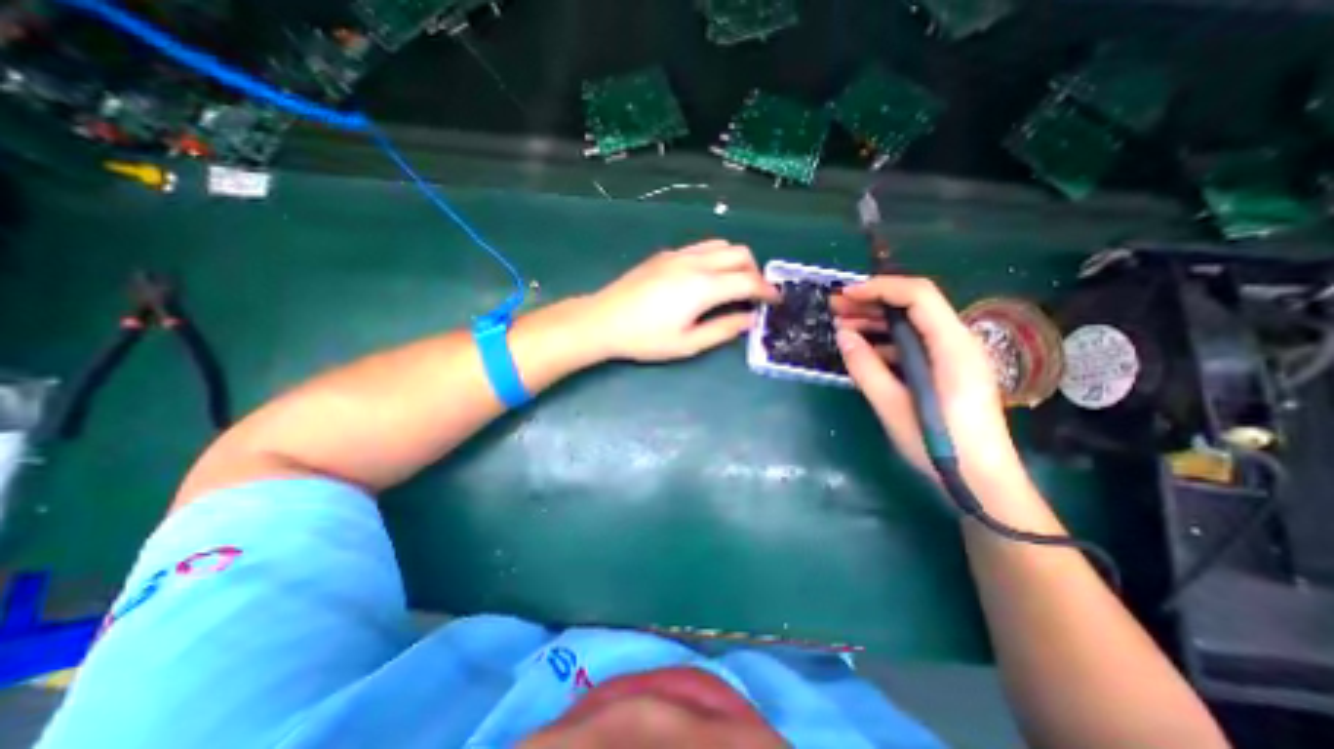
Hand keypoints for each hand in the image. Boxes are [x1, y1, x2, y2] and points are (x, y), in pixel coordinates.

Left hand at [584, 241, 783, 361]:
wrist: (603, 320)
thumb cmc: (645, 338)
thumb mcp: (687, 343)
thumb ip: (723, 329)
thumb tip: (750, 320)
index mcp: (703, 286)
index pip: (748, 281)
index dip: (767, 290)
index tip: (776, 301)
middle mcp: (695, 262)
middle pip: (740, 254)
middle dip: (755, 272)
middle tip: (754, 295)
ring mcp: (678, 255)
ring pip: (721, 245)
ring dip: (736, 261)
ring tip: (734, 285)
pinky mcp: (665, 255)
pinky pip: (701, 247)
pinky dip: (716, 258)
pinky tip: (706, 278)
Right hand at [831, 277, 1029, 488]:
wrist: (983, 481)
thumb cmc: (939, 445)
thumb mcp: (893, 406)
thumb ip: (866, 368)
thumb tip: (843, 334)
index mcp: (952, 346)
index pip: (918, 295)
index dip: (879, 288)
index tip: (844, 296)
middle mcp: (958, 342)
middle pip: (915, 305)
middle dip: (872, 302)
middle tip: (835, 309)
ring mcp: (955, 356)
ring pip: (913, 324)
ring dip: (877, 321)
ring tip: (842, 326)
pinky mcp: (948, 370)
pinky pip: (915, 344)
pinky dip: (887, 341)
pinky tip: (863, 350)